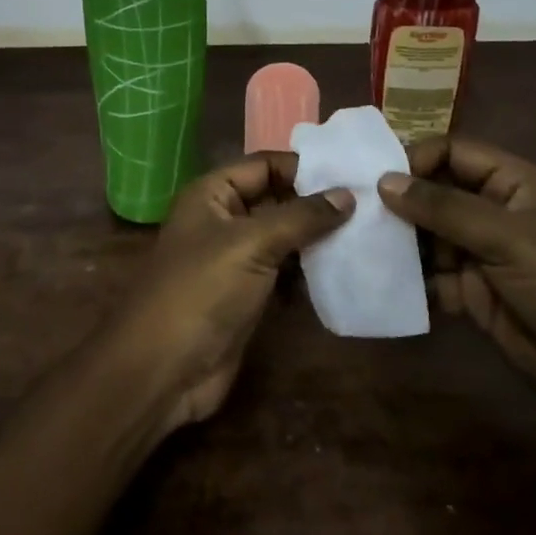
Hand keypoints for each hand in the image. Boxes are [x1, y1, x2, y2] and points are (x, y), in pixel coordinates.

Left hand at [111, 152, 353, 430]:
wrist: (163, 369)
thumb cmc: (202, 291)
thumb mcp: (251, 244)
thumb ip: (301, 217)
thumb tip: (347, 194)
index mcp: (212, 194)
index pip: (264, 166)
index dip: (304, 168)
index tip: (353, 174)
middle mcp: (222, 220)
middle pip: (276, 199)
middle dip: (317, 203)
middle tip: (372, 204)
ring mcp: (234, 260)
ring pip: (283, 237)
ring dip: (318, 238)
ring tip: (369, 233)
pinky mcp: (247, 295)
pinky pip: (284, 272)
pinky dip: (310, 271)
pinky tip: (345, 269)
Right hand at [377, 138, 535, 420]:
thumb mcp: (510, 239)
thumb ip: (446, 209)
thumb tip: (385, 181)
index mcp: (511, 183)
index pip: (453, 152)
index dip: (416, 158)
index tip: (376, 179)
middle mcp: (491, 212)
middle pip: (434, 193)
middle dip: (398, 202)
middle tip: (354, 213)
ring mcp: (480, 254)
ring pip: (427, 236)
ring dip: (398, 241)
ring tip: (358, 246)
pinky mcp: (472, 292)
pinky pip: (430, 276)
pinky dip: (408, 279)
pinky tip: (379, 282)